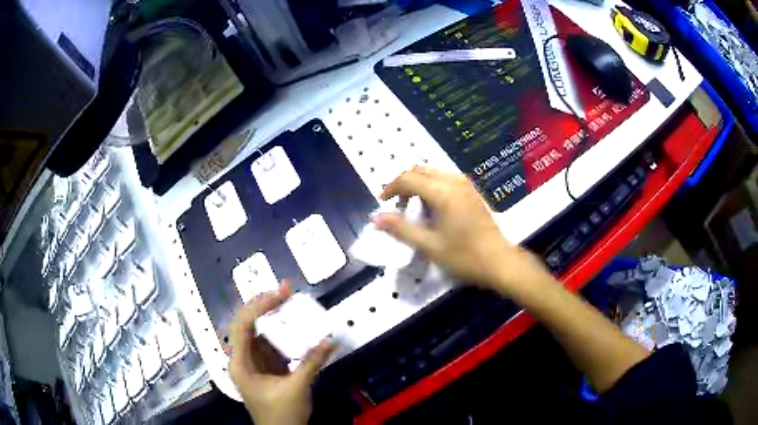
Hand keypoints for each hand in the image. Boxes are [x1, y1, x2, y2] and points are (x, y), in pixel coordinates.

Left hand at [229, 283, 334, 424]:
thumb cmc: (282, 414)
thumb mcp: (296, 388)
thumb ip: (311, 363)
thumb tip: (329, 340)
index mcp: (240, 362)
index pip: (242, 325)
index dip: (258, 306)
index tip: (279, 294)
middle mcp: (243, 358)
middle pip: (248, 324)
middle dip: (264, 305)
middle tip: (285, 290)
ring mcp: (255, 362)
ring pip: (261, 332)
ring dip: (274, 317)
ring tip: (290, 301)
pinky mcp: (267, 367)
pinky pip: (273, 344)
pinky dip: (283, 334)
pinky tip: (295, 325)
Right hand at [374, 167, 544, 293]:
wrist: (499, 262)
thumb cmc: (464, 256)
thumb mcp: (429, 246)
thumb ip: (401, 229)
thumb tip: (376, 219)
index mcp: (442, 192)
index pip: (408, 178)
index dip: (391, 188)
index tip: (382, 203)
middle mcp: (454, 181)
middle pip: (421, 171)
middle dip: (404, 184)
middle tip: (397, 206)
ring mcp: (466, 185)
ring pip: (434, 173)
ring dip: (419, 184)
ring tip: (413, 208)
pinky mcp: (472, 192)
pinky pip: (446, 179)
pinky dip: (432, 187)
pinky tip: (432, 207)